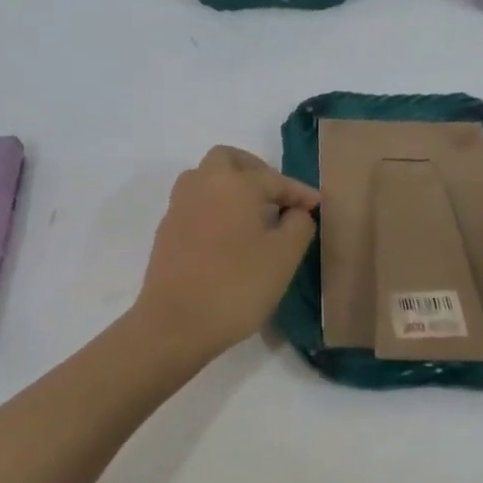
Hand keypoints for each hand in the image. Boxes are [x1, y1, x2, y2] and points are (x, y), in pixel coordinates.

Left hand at [130, 146, 319, 362]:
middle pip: (228, 160)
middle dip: (255, 170)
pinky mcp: (166, 230)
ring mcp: (179, 206)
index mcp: (234, 183)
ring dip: (230, 186)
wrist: (175, 322)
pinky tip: (228, 234)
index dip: (299, 192)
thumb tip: (296, 212)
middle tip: (276, 195)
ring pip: (205, 178)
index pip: (274, 179)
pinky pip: (195, 203)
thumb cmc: (237, 285)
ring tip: (252, 213)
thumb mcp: (284, 257)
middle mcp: (203, 184)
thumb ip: (298, 225)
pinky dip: (214, 207)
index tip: (317, 206)